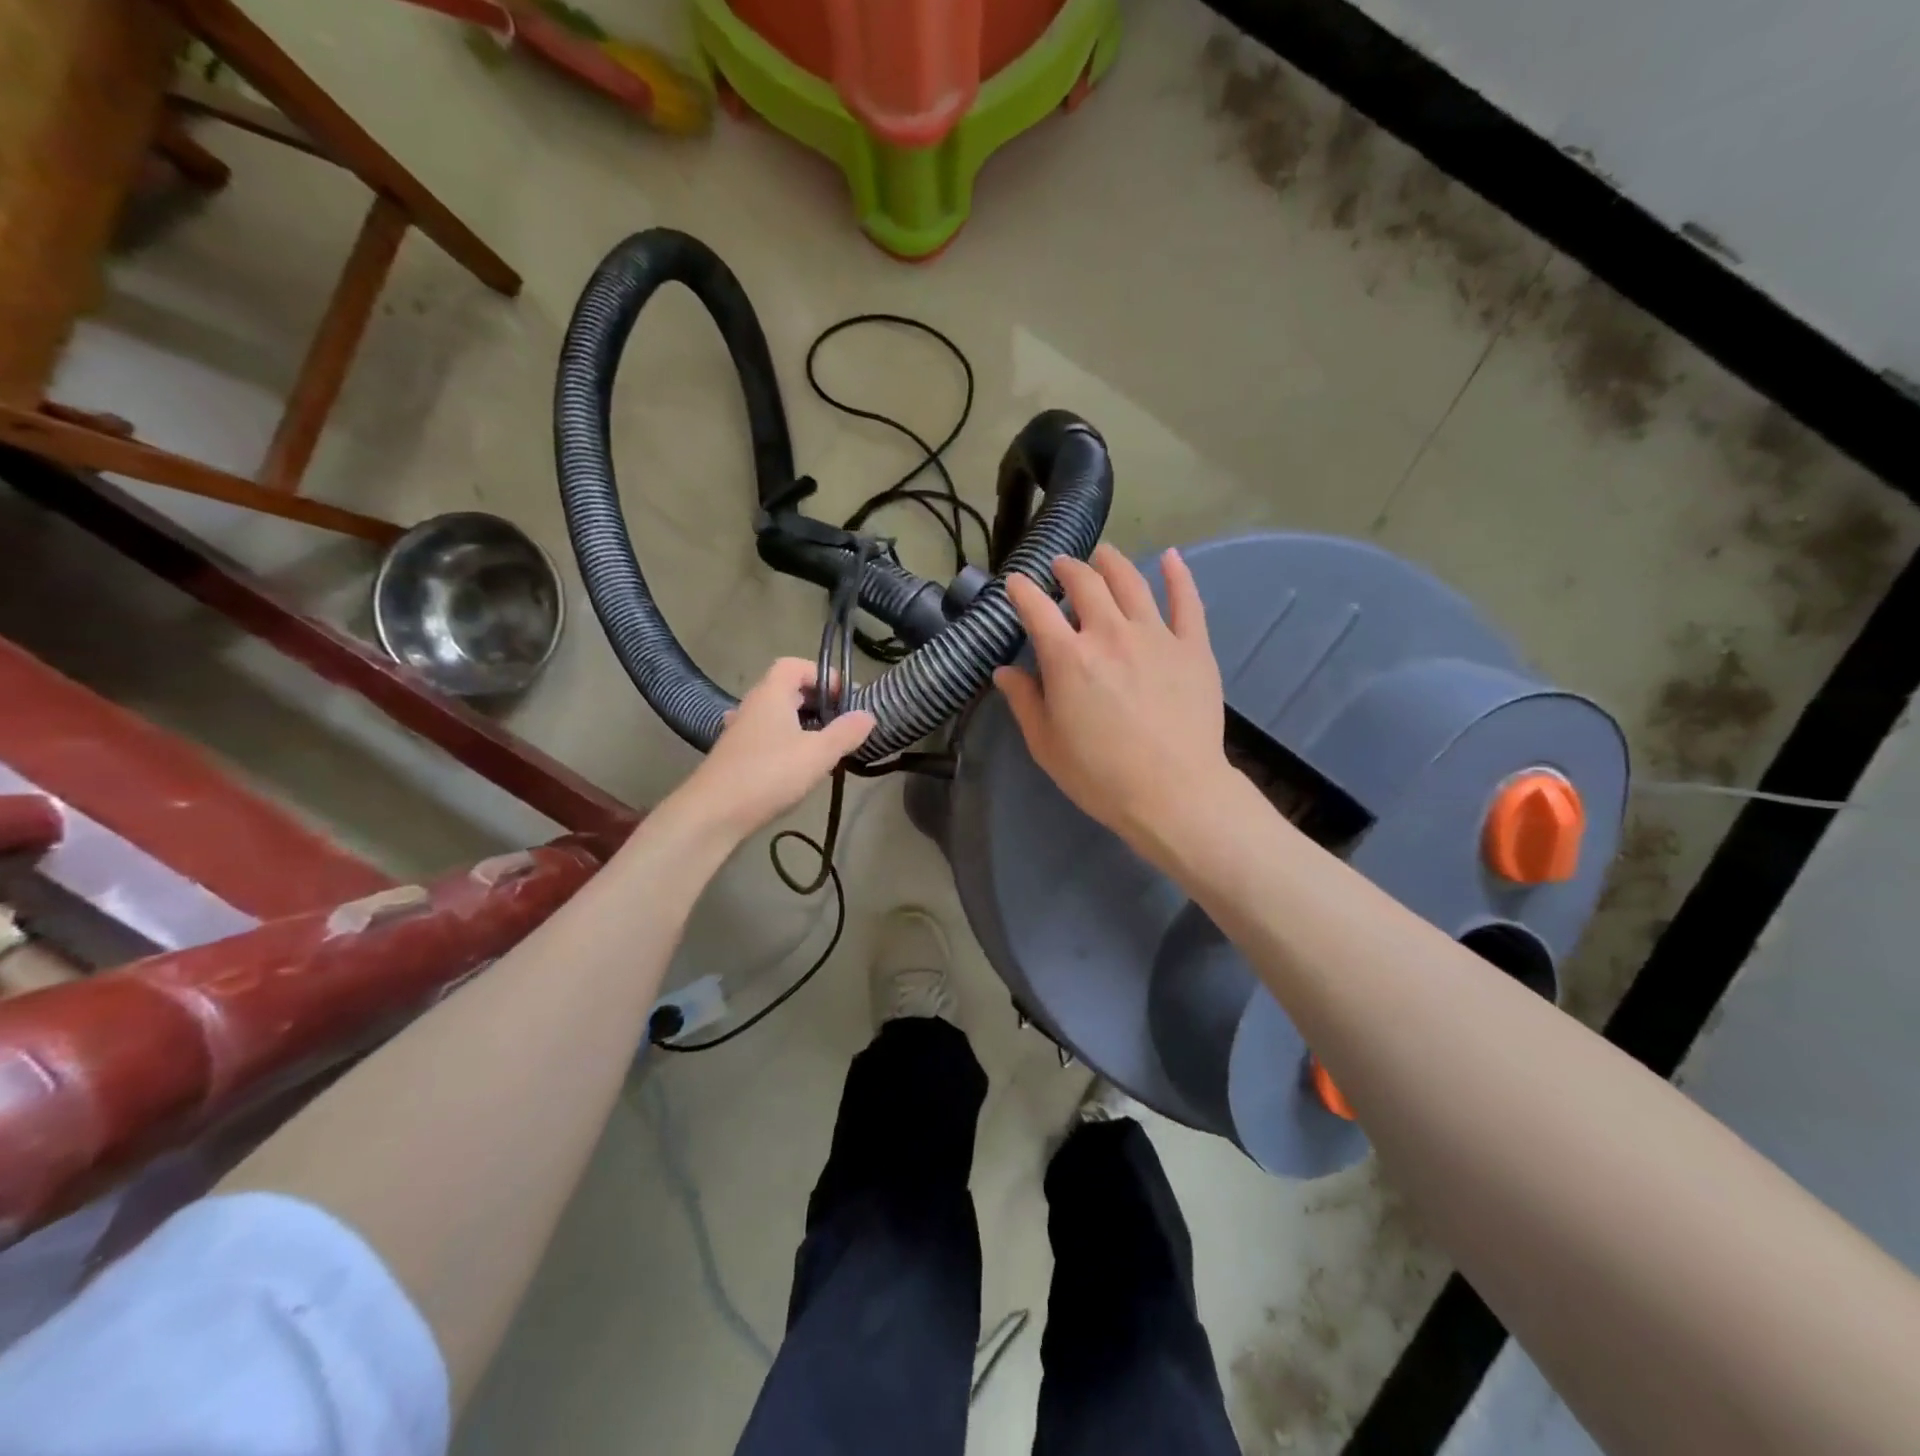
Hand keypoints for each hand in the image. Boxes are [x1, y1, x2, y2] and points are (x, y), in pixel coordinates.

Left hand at [673, 659, 873, 841]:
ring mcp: (740, 730)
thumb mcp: (818, 754)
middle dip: (817, 701)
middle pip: (787, 689)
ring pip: (777, 715)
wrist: (713, 813)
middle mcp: (753, 705)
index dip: (823, 676)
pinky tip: (798, 766)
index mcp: (771, 694)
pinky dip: (786, 742)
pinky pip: (767, 736)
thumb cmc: (769, 774)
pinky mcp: (735, 755)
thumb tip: (868, 715)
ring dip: (802, 724)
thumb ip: (846, 732)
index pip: (796, 665)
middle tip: (841, 724)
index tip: (845, 699)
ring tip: (825, 746)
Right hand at [995, 545, 1233, 856]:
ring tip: (1103, 555)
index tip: (1014, 583)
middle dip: (1067, 569)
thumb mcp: (1046, 745)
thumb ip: (1024, 701)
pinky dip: (1178, 575)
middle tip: (1061, 567)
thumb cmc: (1100, 776)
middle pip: (1085, 583)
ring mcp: (1155, 635)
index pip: (1036, 608)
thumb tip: (1004, 671)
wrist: (1174, 793)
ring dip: (1111, 563)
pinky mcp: (1193, 647)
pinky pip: (1186, 601)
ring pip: (1131, 582)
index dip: (1021, 590)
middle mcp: (1109, 633)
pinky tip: (1172, 558)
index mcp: (1068, 658)